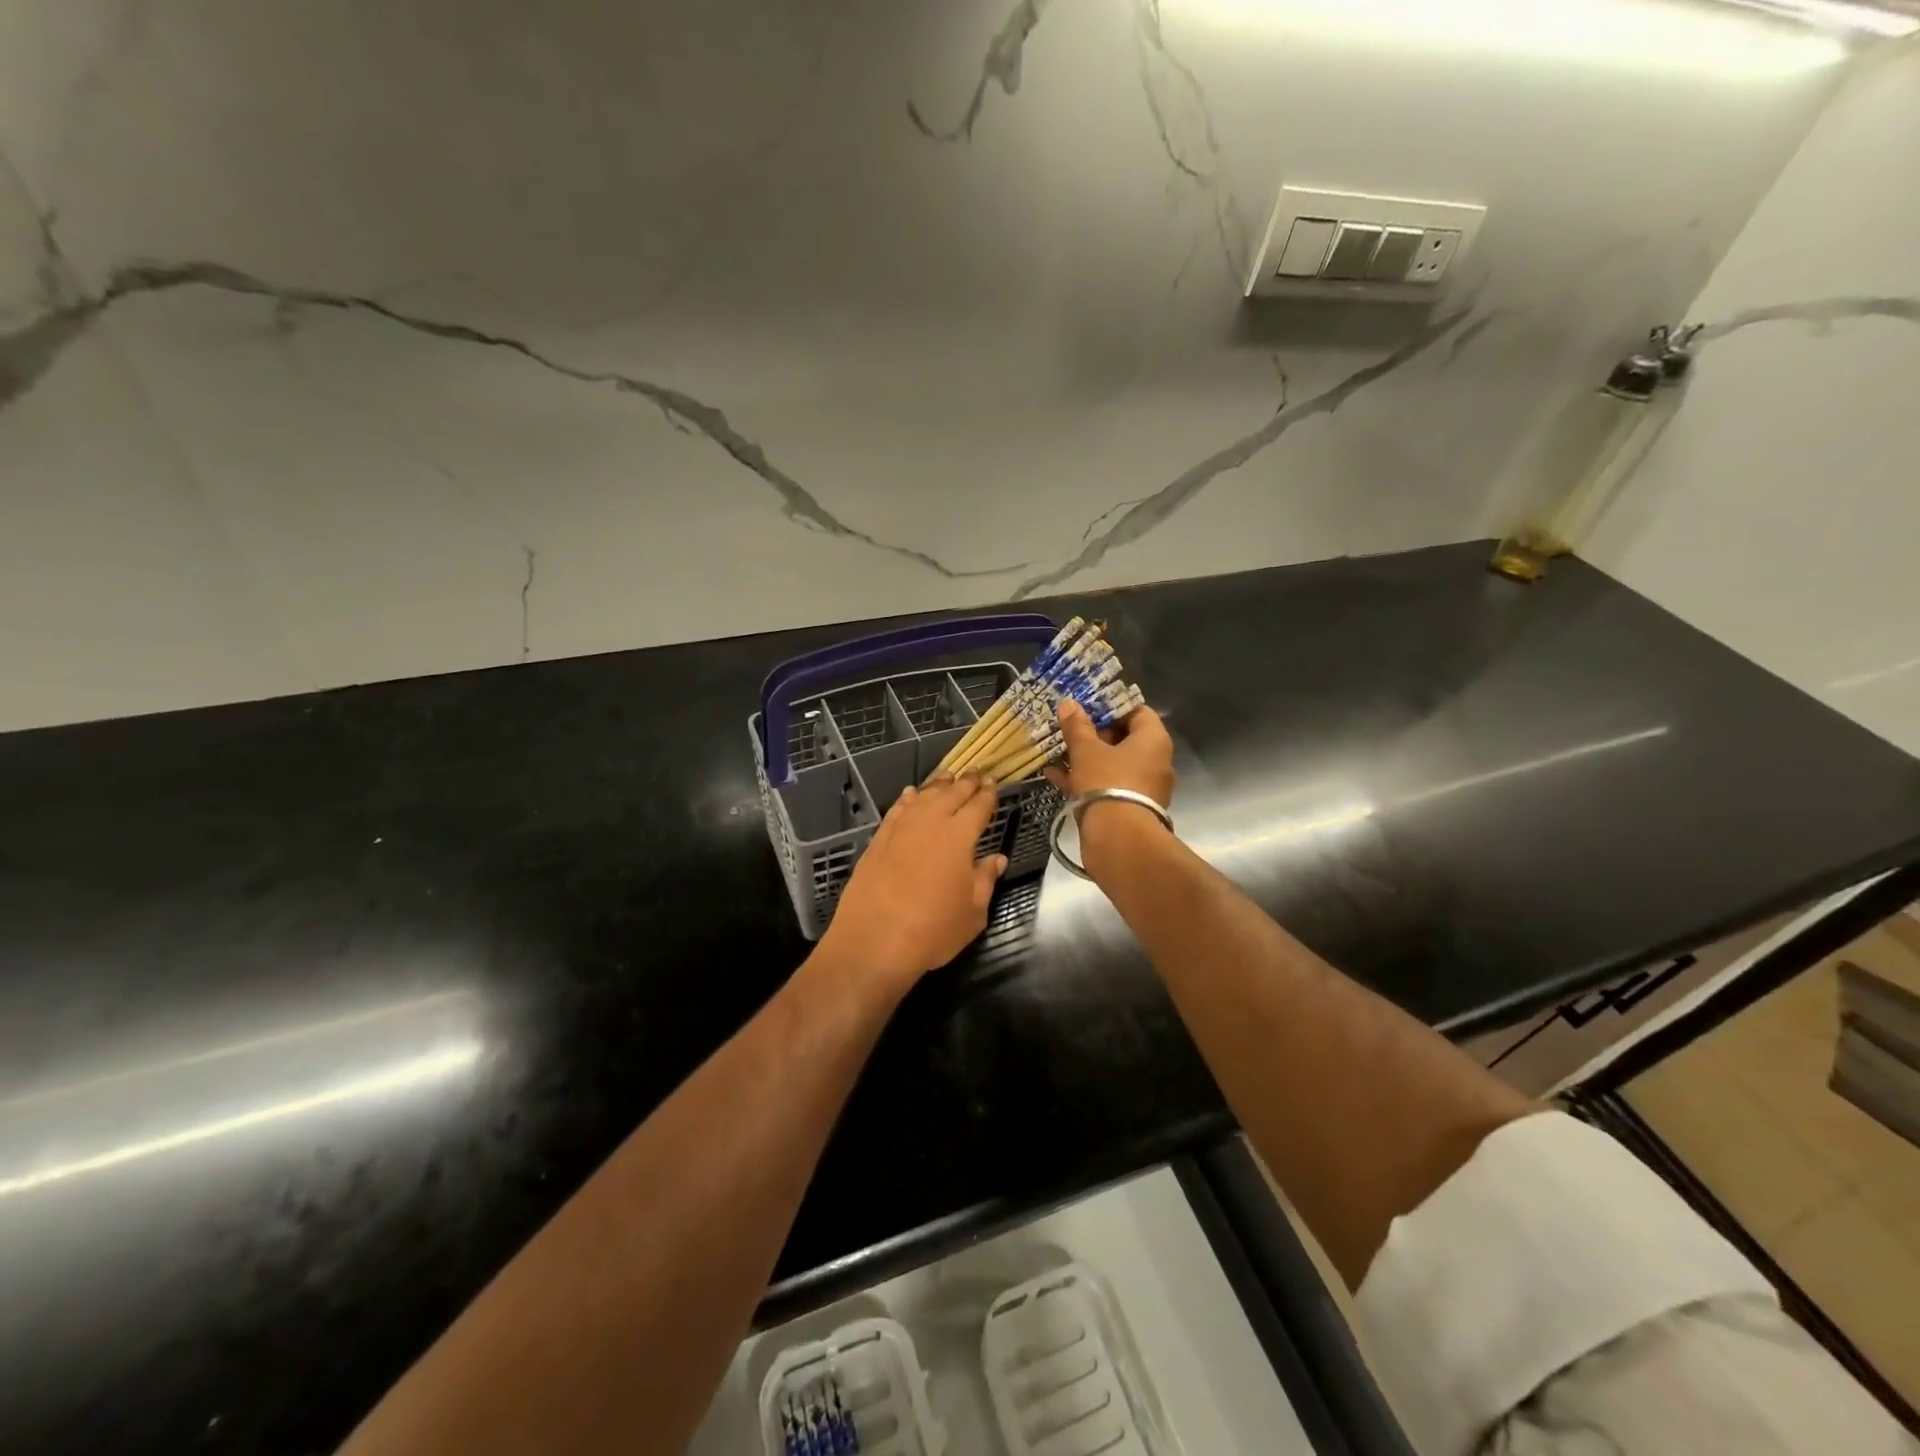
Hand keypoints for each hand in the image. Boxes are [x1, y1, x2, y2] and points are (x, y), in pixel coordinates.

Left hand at [817, 774, 1006, 996]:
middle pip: (951, 793)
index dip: (988, 793)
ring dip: (938, 785)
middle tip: (975, 773)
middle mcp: (930, 822)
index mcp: (960, 836)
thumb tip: (997, 859)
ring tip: (947, 777)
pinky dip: (908, 798)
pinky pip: (898, 809)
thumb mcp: (973, 913)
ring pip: (923, 796)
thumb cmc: (932, 930)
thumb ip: (985, 880)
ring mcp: (901, 828)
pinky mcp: (878, 839)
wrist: (873, 941)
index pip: (978, 805)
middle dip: (966, 782)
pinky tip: (912, 794)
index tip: (993, 783)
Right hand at [1044, 699, 1175, 807]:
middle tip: (1069, 729)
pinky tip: (1055, 776)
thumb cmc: (1107, 783)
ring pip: (1113, 764)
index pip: (1137, 711)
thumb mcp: (1086, 751)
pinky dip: (1086, 779)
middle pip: (1124, 738)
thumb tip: (1069, 703)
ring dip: (1086, 758)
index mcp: (1153, 740)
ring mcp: (1144, 787)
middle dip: (1094, 733)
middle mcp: (1155, 761)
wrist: (1118, 840)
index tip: (1087, 707)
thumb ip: (1077, 726)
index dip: (1112, 707)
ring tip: (1057, 751)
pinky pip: (1108, 785)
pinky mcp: (1131, 807)